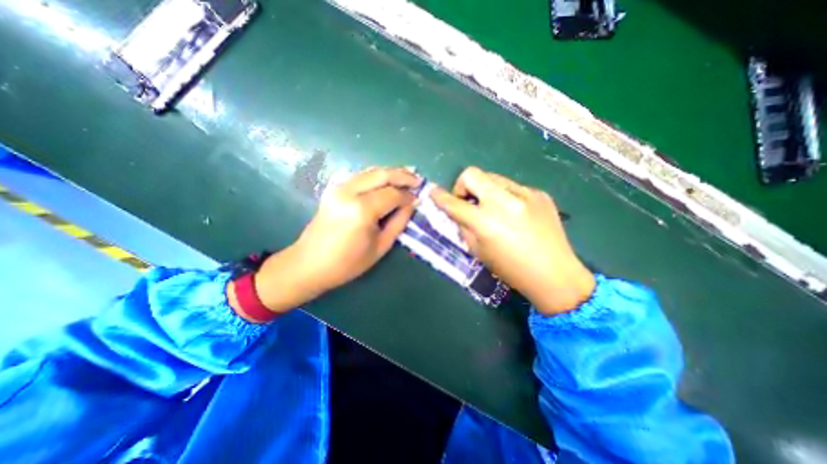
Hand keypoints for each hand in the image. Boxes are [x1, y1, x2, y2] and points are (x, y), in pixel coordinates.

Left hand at [248, 166, 419, 315]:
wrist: (309, 263)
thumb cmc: (347, 263)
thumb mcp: (381, 247)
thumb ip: (399, 222)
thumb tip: (412, 204)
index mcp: (362, 210)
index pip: (393, 194)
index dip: (408, 196)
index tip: (419, 198)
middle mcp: (349, 192)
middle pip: (382, 174)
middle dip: (403, 175)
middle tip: (418, 180)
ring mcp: (339, 187)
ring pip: (371, 171)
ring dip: (391, 172)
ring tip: (408, 176)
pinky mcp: (334, 189)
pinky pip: (361, 176)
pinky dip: (377, 176)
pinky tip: (387, 180)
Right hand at [433, 166, 595, 314]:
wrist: (555, 274)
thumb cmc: (511, 269)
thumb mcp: (478, 252)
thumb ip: (464, 227)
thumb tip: (457, 211)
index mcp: (486, 222)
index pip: (454, 203)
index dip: (440, 197)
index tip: (434, 192)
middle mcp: (504, 202)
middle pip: (472, 174)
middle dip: (463, 185)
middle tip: (468, 201)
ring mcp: (525, 194)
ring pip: (493, 178)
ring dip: (486, 190)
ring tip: (494, 209)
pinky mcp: (539, 193)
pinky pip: (513, 187)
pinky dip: (506, 197)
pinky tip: (515, 214)